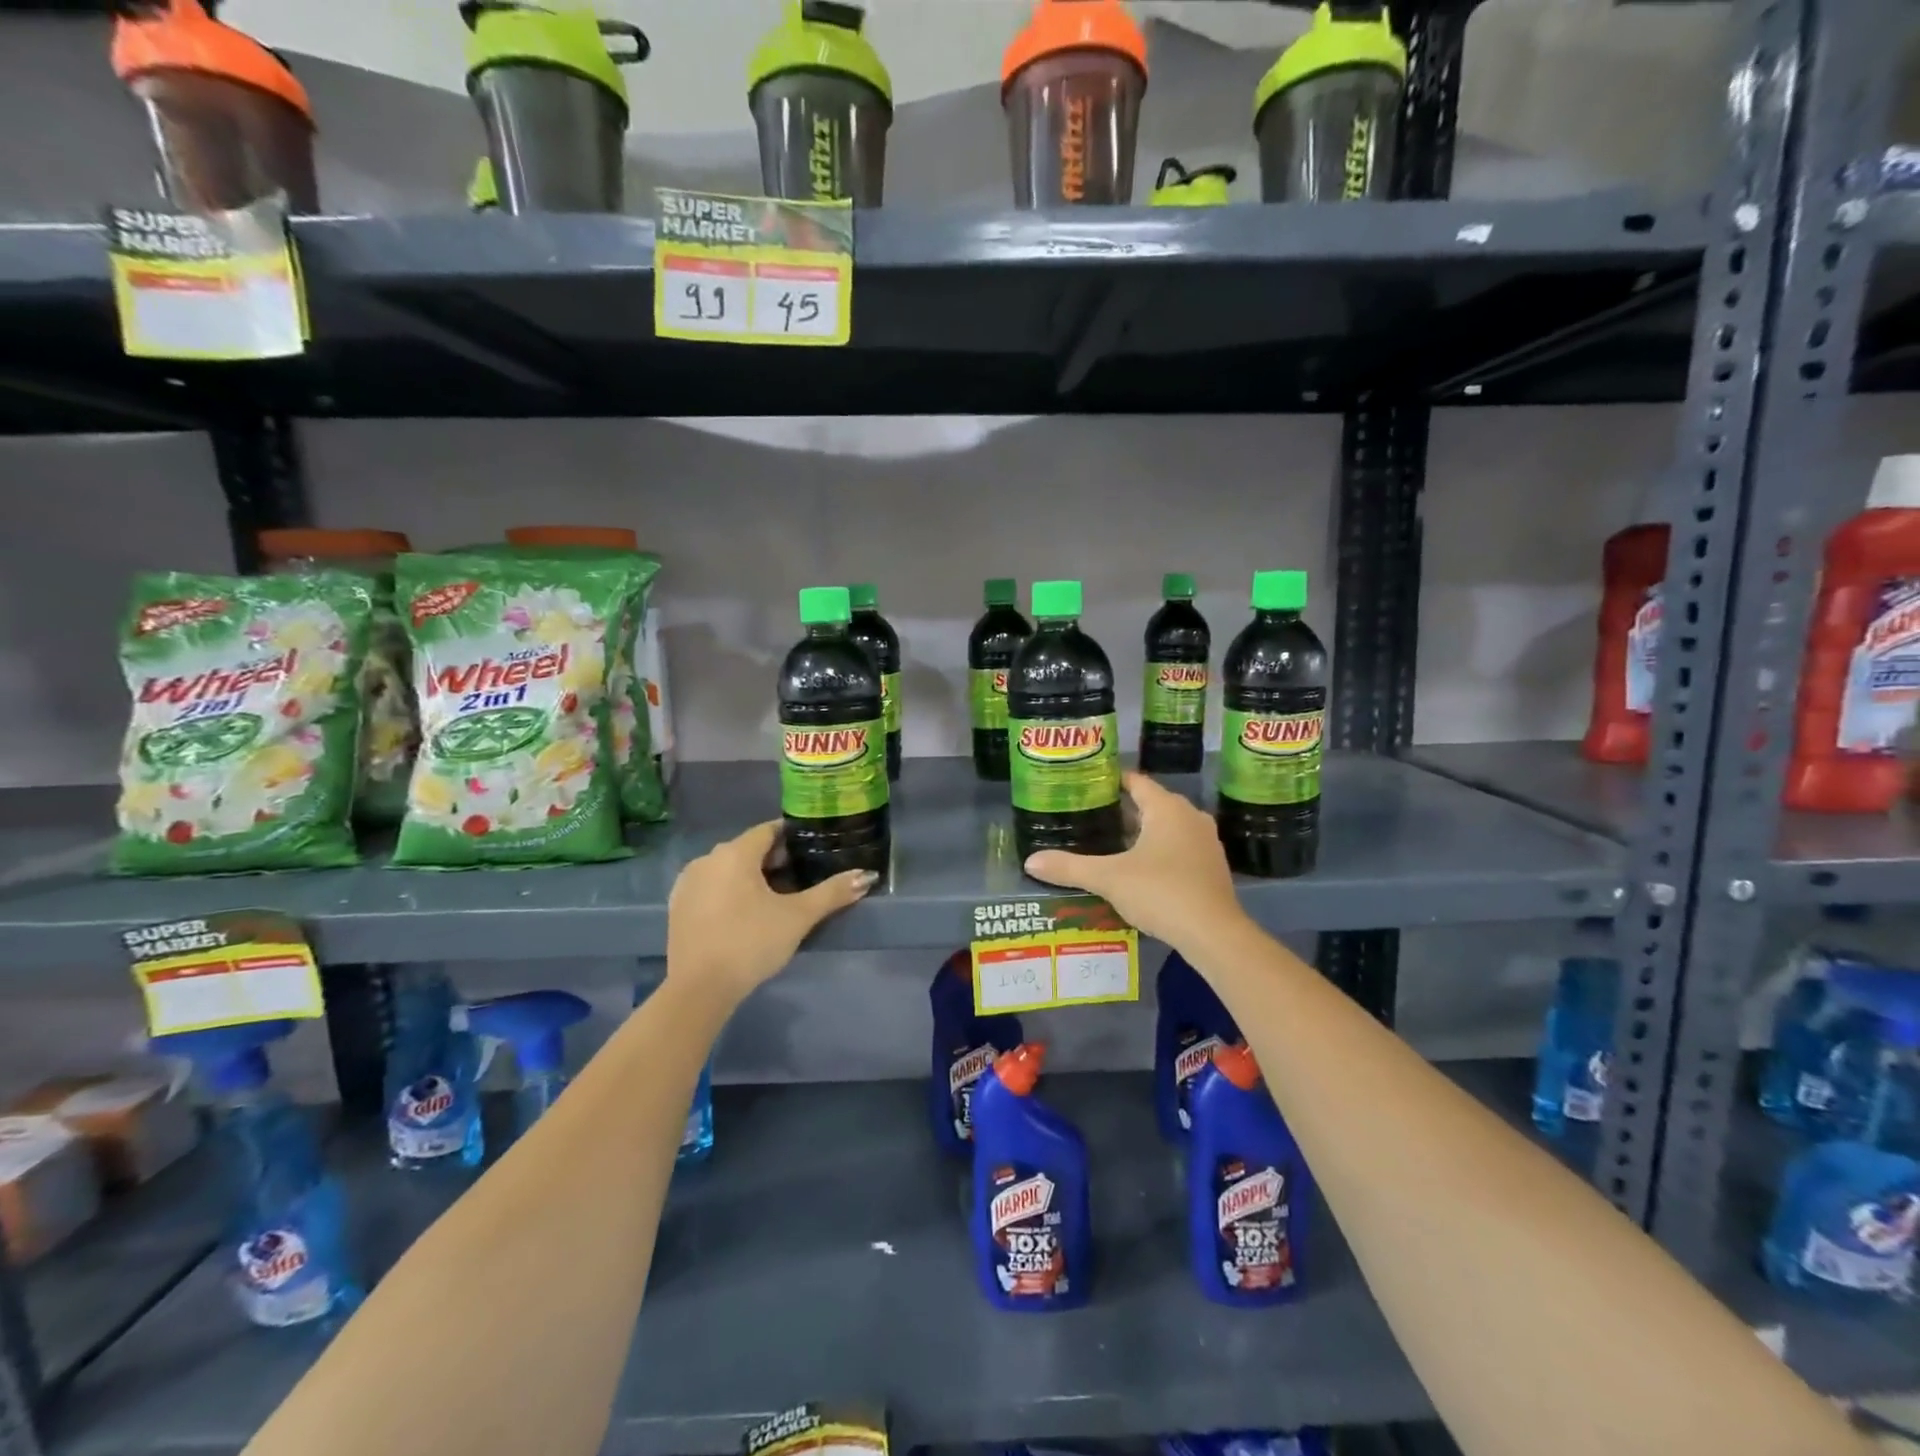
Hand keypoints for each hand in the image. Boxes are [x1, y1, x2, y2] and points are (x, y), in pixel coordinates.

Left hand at [666, 820, 874, 1007]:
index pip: (768, 830)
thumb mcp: (798, 917)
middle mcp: (706, 859)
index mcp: (734, 853)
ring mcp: (687, 883)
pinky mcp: (678, 907)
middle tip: (800, 878)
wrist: (699, 989)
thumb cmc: (752, 943)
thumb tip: (867, 876)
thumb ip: (832, 893)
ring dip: (750, 876)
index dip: (792, 838)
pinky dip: (729, 891)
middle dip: (774, 859)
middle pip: (747, 848)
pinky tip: (744, 914)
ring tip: (775, 898)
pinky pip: (710, 887)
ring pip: (727, 868)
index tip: (812, 850)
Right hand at [1024, 772, 1247, 950]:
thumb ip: (1070, 867)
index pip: (1135, 781)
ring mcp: (1205, 841)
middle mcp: (1190, 816)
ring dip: (1140, 833)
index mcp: (1166, 808)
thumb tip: (1030, 861)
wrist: (1213, 933)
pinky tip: (1137, 869)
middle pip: (1150, 803)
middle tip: (1089, 816)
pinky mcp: (1211, 866)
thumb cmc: (1161, 892)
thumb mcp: (1109, 878)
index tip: (1086, 785)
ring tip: (1108, 842)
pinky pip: (1178, 847)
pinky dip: (1157, 851)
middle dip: (1121, 809)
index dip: (1111, 780)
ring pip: (1165, 827)